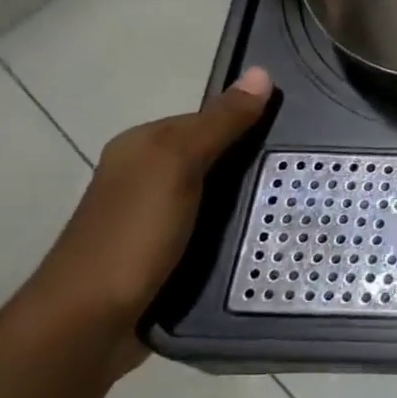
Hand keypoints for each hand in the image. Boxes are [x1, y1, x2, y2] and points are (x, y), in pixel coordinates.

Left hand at [16, 67, 273, 373]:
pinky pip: (216, 229)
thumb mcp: (177, 166)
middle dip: (256, 162)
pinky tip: (271, 236)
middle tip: (309, 170)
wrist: (87, 324)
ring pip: (220, 195)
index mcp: (144, 145)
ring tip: (303, 203)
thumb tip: (261, 73)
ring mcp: (157, 218)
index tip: (297, 132)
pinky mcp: (169, 255)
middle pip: (217, 156)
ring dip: (253, 199)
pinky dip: (240, 230)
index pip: (210, 117)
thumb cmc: (132, 235)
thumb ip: (220, 123)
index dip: (251, 120)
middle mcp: (148, 176)